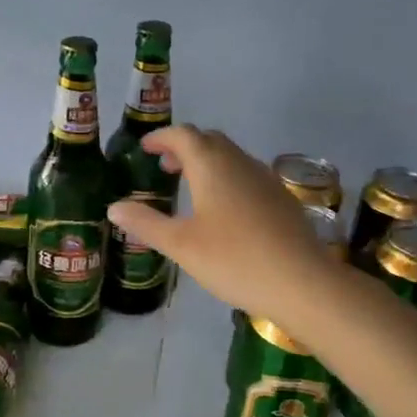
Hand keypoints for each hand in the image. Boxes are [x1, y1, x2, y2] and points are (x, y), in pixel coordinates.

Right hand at [107, 125, 335, 323]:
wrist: (301, 282)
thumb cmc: (233, 259)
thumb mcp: (181, 245)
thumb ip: (146, 223)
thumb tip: (114, 207)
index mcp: (211, 165)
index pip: (183, 135)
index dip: (161, 137)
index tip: (145, 148)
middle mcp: (239, 162)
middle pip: (209, 140)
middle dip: (184, 147)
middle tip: (164, 167)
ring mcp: (265, 178)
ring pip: (231, 157)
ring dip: (207, 162)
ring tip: (190, 187)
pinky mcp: (282, 198)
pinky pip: (247, 174)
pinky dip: (227, 177)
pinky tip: (224, 209)